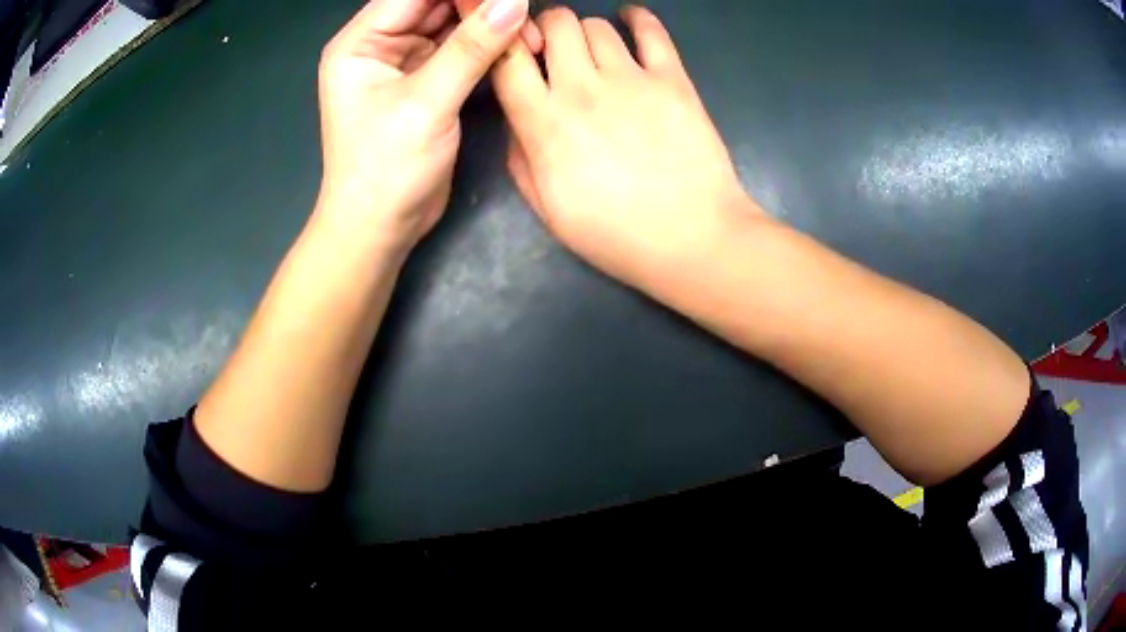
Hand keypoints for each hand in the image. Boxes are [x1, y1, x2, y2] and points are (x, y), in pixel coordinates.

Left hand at [316, 0, 530, 255]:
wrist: (380, 227)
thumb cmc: (386, 169)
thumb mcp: (426, 103)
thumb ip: (471, 48)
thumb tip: (514, 1)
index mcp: (361, 42)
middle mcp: (380, 44)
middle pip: (436, 3)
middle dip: (481, 5)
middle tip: (524, 14)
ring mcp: (404, 62)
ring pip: (453, 23)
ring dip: (490, 24)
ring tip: (528, 34)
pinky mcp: (427, 80)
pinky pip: (461, 48)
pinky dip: (489, 46)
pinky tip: (517, 45)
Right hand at [492, 6, 763, 287]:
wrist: (692, 239)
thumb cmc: (616, 235)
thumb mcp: (547, 211)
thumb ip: (521, 159)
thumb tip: (519, 121)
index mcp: (543, 122)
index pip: (508, 58)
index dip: (505, 45)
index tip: (516, 54)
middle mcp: (582, 87)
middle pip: (556, 23)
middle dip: (548, 29)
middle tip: (556, 50)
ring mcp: (631, 78)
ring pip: (597, 24)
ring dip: (587, 31)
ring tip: (595, 51)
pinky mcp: (673, 79)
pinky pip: (651, 30)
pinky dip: (637, 17)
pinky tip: (631, 19)